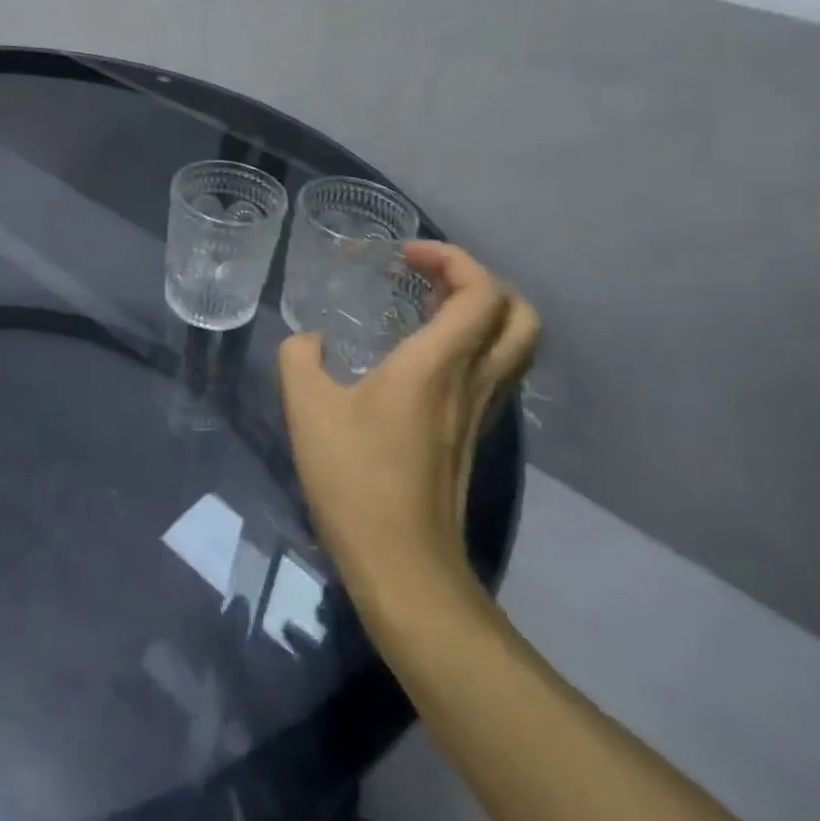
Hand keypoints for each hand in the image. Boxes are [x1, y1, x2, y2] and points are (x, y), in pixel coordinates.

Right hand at [279, 242, 537, 598]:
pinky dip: (471, 345)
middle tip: (428, 277)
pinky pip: (493, 372)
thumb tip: (310, 341)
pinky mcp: (473, 437)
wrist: (403, 565)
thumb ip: (300, 357)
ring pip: (513, 346)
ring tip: (425, 307)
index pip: (481, 290)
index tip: (404, 255)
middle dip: (480, 281)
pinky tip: (421, 357)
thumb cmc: (356, 478)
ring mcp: (481, 413)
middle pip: (520, 315)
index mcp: (439, 363)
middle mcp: (474, 381)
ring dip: (481, 312)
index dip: (452, 257)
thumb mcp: (306, 407)